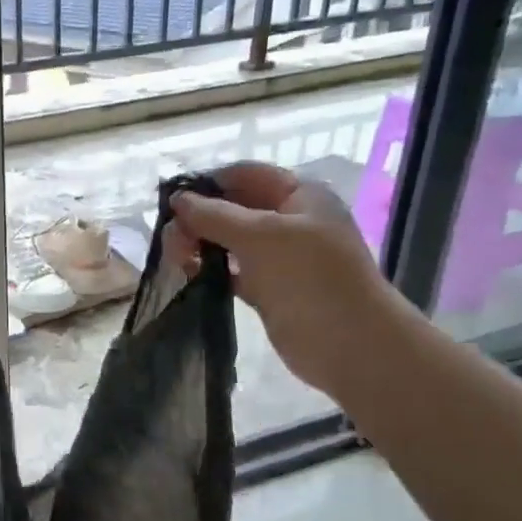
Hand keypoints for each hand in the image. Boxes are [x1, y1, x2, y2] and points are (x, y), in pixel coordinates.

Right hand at [171, 162, 405, 396]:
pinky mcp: (269, 289)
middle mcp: (290, 221)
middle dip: (199, 217)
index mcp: (299, 196)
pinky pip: (231, 271)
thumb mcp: (261, 236)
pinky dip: (210, 270)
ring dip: (200, 244)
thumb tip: (178, 200)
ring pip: (229, 241)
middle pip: (233, 207)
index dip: (209, 182)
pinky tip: (188, 275)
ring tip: (176, 259)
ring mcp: (280, 257)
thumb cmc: (310, 277)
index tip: (172, 201)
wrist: (350, 344)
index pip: (245, 175)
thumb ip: (215, 214)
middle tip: (171, 240)